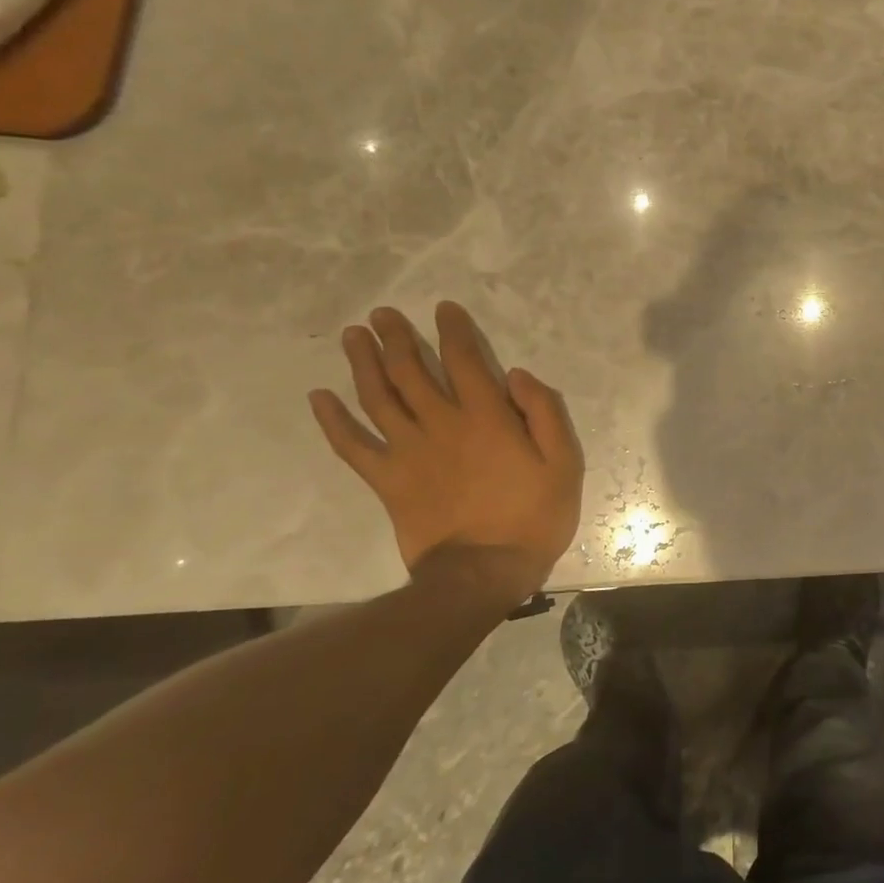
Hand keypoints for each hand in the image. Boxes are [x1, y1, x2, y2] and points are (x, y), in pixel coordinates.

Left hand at [308, 302, 583, 604]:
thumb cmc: (533, 516)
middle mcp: (442, 424)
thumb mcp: (564, 462)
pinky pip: (352, 446)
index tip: (443, 309)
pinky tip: (319, 397)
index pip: (465, 360)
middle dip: (396, 337)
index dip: (453, 330)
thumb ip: (544, 413)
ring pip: (378, 397)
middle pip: (411, 371)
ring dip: (363, 363)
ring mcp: (408, 452)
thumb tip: (516, 374)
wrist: (485, 573)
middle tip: (381, 314)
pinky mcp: (387, 480)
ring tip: (353, 336)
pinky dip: (333, 420)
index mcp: (487, 417)